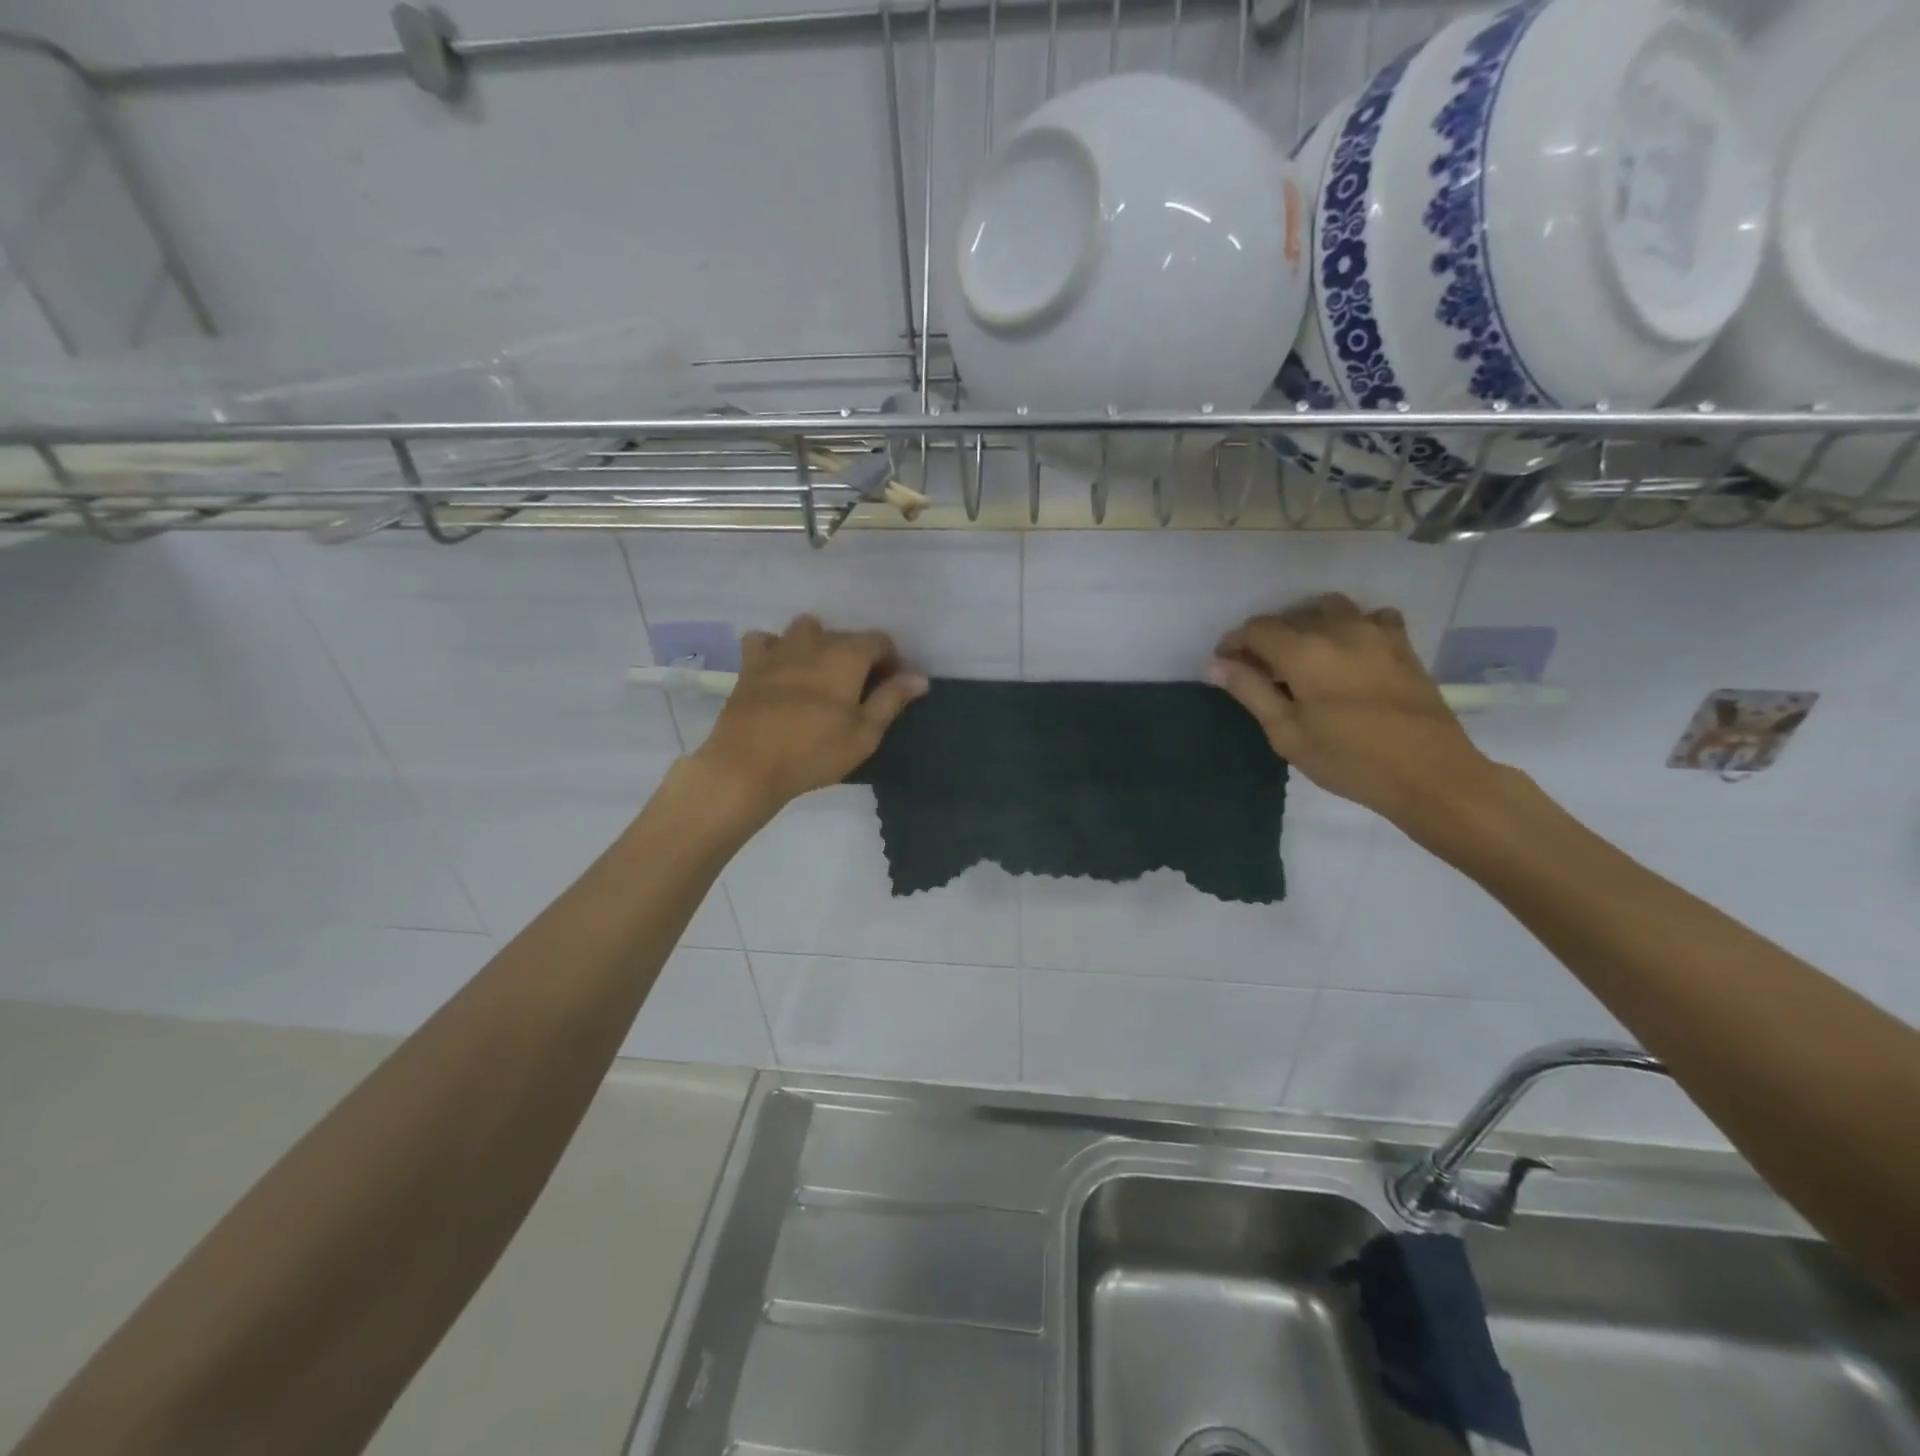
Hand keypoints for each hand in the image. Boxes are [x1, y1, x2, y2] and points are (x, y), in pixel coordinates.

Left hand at [692, 615, 928, 817]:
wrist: (747, 766)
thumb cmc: (814, 752)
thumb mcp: (864, 734)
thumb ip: (891, 700)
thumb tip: (919, 678)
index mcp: (846, 656)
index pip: (879, 641)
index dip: (891, 660)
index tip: (892, 687)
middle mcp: (813, 642)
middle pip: (844, 635)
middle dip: (858, 656)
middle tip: (861, 690)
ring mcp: (778, 650)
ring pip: (805, 629)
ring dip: (819, 644)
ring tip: (822, 675)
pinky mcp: (750, 665)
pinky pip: (765, 640)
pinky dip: (776, 648)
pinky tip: (780, 669)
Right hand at [1208, 593, 1502, 830]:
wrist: (1430, 775)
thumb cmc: (1349, 761)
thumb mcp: (1288, 734)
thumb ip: (1250, 692)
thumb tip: (1215, 665)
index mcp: (1304, 652)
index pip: (1256, 629)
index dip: (1234, 644)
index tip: (1226, 666)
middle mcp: (1339, 629)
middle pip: (1289, 617)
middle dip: (1267, 639)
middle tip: (1261, 673)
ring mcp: (1376, 632)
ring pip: (1329, 609)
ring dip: (1307, 626)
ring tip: (1303, 659)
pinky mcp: (1403, 644)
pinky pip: (1370, 617)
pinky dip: (1351, 627)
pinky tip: (1348, 654)